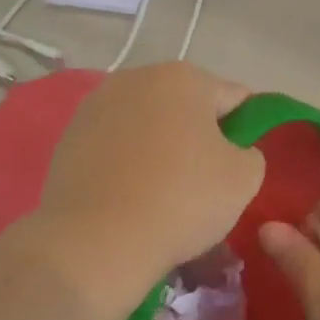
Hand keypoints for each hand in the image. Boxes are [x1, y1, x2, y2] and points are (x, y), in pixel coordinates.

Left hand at [28, 64, 264, 319]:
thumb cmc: (181, 200)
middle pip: (187, 107)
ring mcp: (96, 105)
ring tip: (163, 194)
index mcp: (184, 77)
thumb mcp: (244, 178)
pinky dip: (127, 164)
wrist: (95, 241)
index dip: (245, 131)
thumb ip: (250, 153)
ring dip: (161, 148)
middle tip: (205, 183)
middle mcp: (137, 78)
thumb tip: (232, 152)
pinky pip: (115, 146)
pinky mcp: (69, 137)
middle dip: (199, 136)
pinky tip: (130, 198)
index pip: (235, 98)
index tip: (240, 166)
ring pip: (148, 125)